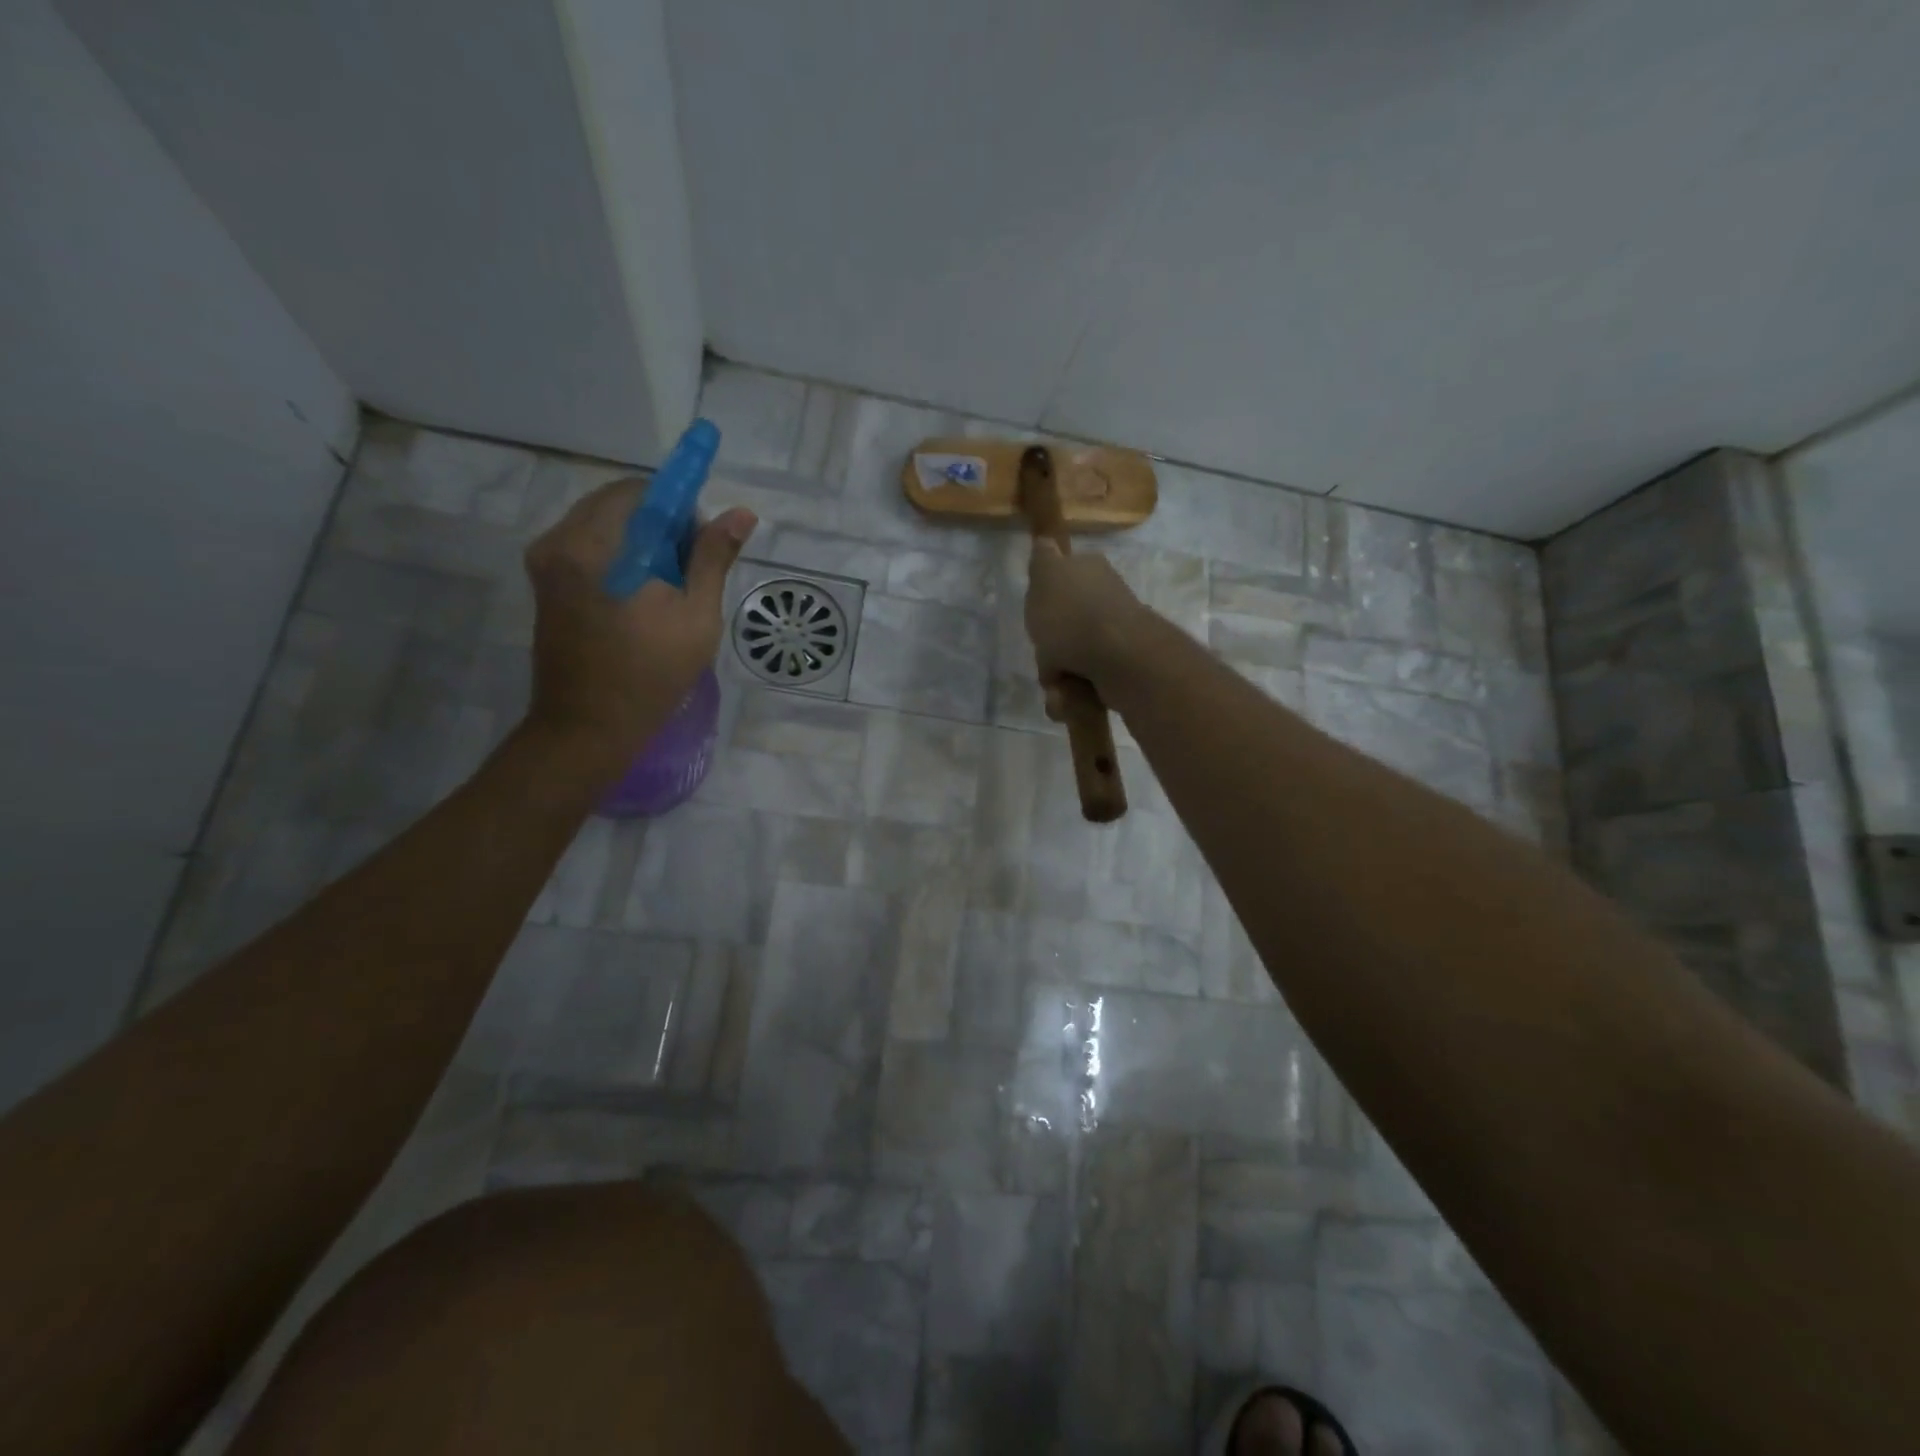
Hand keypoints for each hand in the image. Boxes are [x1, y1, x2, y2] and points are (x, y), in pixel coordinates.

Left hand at [523, 478, 755, 772]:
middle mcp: (558, 542)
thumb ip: (713, 558)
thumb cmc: (650, 674)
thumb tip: (741, 513)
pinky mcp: (545, 585)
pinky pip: (588, 548)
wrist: (588, 728)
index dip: (678, 508)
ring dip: (640, 543)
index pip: (638, 492)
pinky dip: (620, 559)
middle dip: (659, 526)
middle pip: (618, 505)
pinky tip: (642, 598)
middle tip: (688, 571)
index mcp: (592, 545)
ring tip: (667, 589)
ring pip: (603, 526)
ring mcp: (545, 564)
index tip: (700, 545)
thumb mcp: (697, 616)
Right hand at [1024, 538, 1148, 714]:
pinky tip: (1069, 697)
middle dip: (1049, 647)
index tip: (1036, 615)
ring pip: (1071, 658)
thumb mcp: (1045, 575)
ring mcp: (1114, 636)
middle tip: (1044, 654)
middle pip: (1063, 625)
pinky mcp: (1120, 669)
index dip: (1045, 598)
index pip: (1062, 578)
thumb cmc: (1072, 614)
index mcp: (1091, 571)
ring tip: (1058, 685)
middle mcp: (1106, 599)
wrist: (1117, 658)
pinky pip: (1085, 684)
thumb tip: (1046, 541)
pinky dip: (1073, 694)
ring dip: (1058, 675)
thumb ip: (1043, 559)